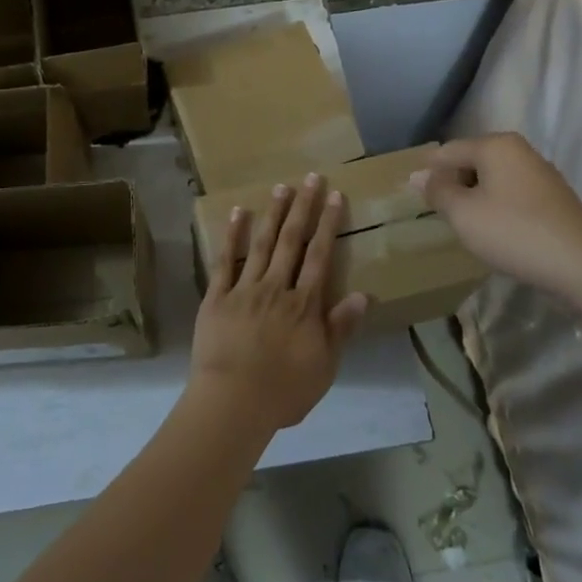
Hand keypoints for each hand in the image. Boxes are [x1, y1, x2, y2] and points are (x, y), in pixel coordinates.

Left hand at [188, 173, 371, 433]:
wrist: (232, 403)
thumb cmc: (283, 391)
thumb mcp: (324, 366)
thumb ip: (341, 328)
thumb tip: (364, 294)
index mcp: (304, 304)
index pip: (320, 256)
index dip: (328, 224)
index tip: (334, 196)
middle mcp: (276, 287)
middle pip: (292, 241)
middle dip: (303, 207)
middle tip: (310, 178)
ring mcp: (244, 288)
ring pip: (262, 243)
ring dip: (273, 213)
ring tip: (282, 187)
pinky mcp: (217, 295)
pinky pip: (225, 259)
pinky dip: (232, 234)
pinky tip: (238, 212)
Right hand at [413, 133, 581, 297]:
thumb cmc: (513, 232)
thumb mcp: (463, 213)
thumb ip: (437, 191)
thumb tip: (417, 175)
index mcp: (495, 145)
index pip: (447, 151)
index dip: (428, 173)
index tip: (414, 198)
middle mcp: (518, 150)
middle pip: (471, 161)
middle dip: (452, 184)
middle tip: (439, 214)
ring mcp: (540, 172)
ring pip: (492, 178)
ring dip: (474, 197)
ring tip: (464, 225)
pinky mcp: (553, 197)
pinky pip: (511, 193)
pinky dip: (496, 207)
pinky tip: (495, 231)